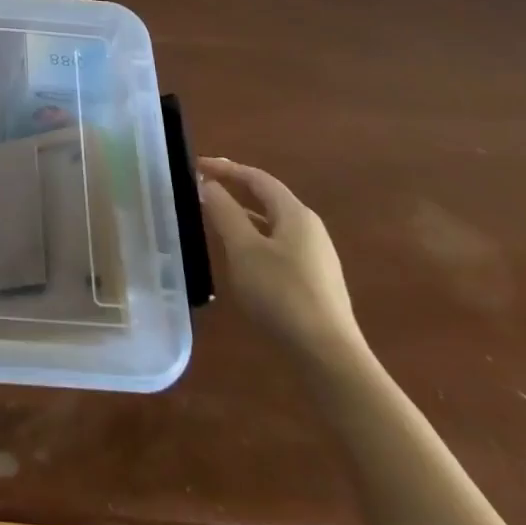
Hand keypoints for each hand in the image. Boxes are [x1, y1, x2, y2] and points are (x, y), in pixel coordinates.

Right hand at [198, 158, 364, 367]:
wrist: (329, 358)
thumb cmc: (281, 294)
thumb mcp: (244, 250)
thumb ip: (224, 212)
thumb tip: (209, 185)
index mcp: (295, 214)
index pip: (257, 178)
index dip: (226, 168)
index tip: (196, 166)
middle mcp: (310, 228)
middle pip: (268, 198)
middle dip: (236, 189)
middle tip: (204, 188)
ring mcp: (316, 257)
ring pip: (273, 224)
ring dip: (244, 215)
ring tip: (216, 219)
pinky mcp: (315, 282)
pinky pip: (279, 246)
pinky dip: (255, 239)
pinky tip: (241, 257)